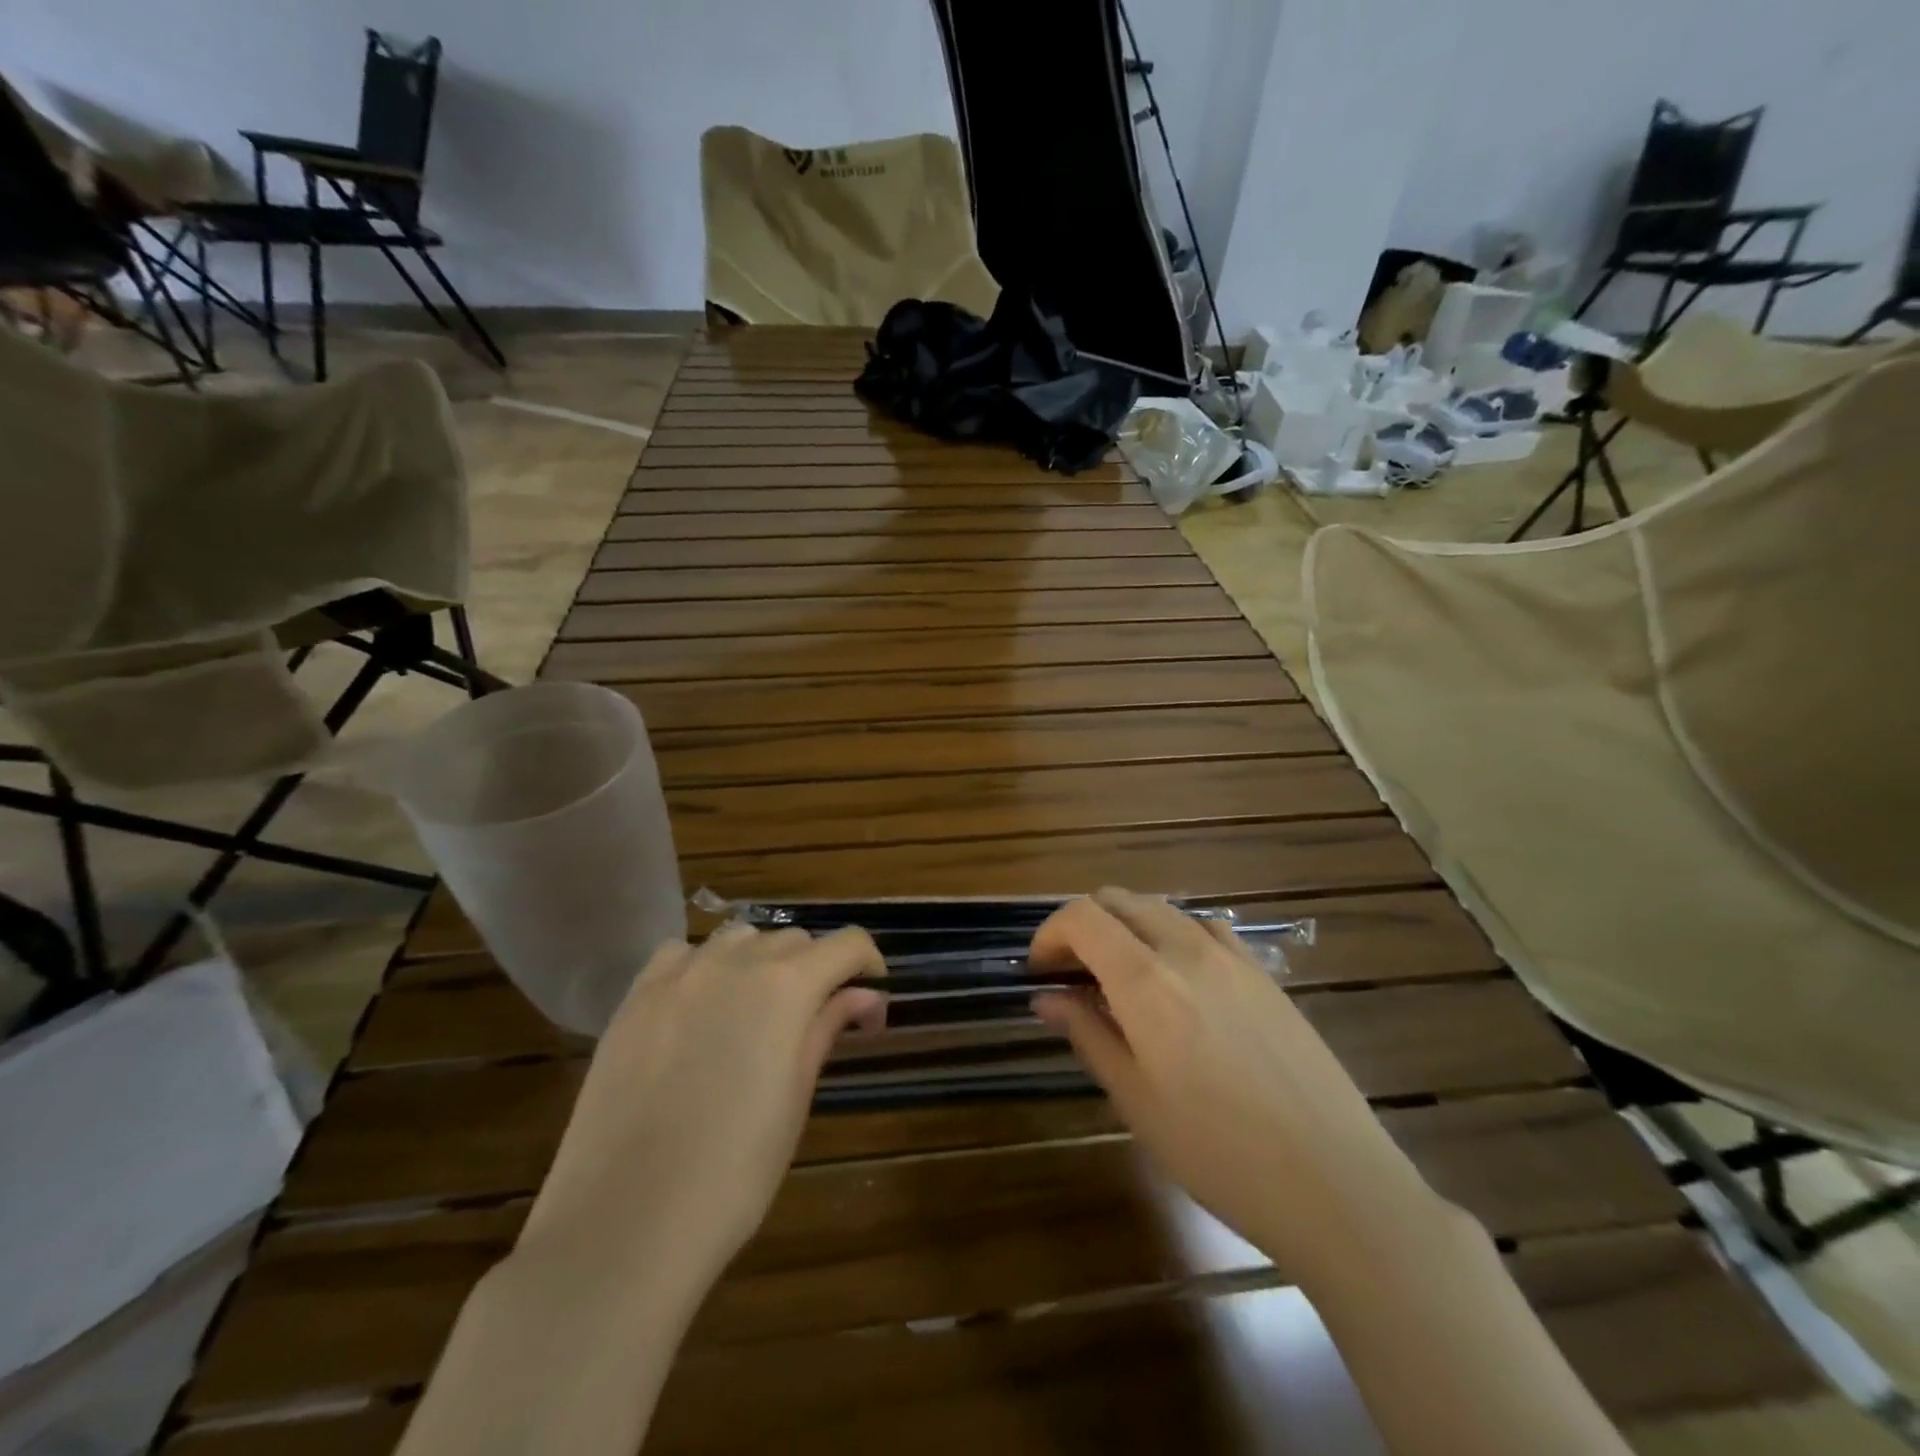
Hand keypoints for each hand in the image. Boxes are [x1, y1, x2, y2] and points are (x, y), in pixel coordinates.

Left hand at [516, 923, 884, 1281]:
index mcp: (787, 986)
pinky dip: (704, 967)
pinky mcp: (636, 995)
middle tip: (814, 1023)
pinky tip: (698, 1008)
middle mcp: (736, 961)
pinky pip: (682, 954)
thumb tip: (864, 995)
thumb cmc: (733, 1172)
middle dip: (816, 970)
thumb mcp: (795, 1097)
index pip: (847, 944)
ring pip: (740, 938)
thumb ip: (827, 1029)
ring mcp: (680, 973)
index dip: (868, 966)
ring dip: (761, 962)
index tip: (869, 1004)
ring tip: (754, 1013)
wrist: (625, 1221)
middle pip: (794, 940)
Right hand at [1031, 889, 1448, 1283]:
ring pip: (1162, 909)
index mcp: (1147, 981)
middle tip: (1072, 975)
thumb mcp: (1136, 1101)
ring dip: (1128, 927)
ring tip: (1121, 978)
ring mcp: (1233, 957)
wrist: (1336, 1185)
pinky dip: (1174, 936)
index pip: (1083, 916)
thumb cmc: (1219, 1153)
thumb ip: (1088, 1035)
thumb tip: (1047, 998)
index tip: (1040, 971)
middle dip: (1084, 926)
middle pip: (1120, 901)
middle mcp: (1187, 951)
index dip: (1050, 933)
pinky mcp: (1265, 974)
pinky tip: (1180, 981)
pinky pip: (1207, 929)